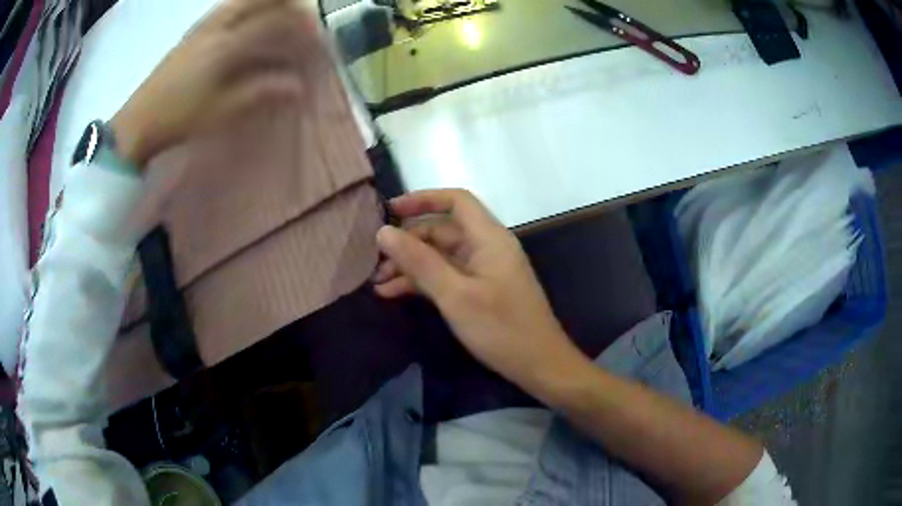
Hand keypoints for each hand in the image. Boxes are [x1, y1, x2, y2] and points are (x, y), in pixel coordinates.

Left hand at [110, 0, 323, 165]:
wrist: (137, 122)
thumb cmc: (178, 118)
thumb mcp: (221, 110)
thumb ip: (260, 92)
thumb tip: (297, 86)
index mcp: (224, 44)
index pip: (273, 20)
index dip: (301, 24)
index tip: (318, 38)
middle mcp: (214, 26)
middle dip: (287, 1)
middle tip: (305, 15)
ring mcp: (201, 27)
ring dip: (266, 2)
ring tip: (283, 14)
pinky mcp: (192, 33)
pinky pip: (226, 8)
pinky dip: (246, 8)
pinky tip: (249, 21)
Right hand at [373, 189, 585, 392]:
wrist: (538, 365)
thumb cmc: (501, 328)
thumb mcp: (455, 295)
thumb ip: (419, 262)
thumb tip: (383, 232)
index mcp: (489, 238)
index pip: (456, 201)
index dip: (422, 199)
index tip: (390, 210)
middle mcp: (486, 247)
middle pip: (441, 231)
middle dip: (407, 242)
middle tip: (374, 261)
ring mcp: (482, 270)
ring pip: (440, 256)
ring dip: (410, 266)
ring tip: (376, 282)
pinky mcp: (479, 290)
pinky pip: (445, 277)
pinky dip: (422, 282)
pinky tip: (393, 294)